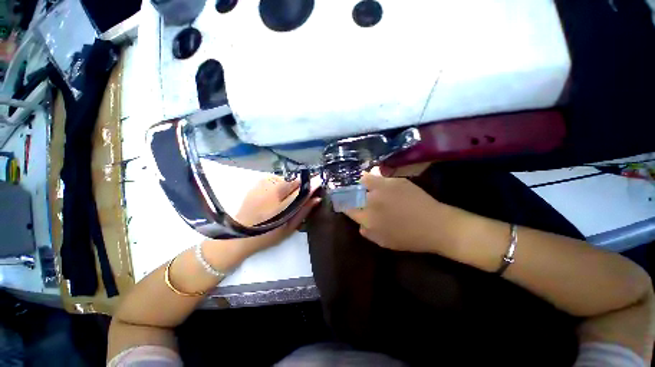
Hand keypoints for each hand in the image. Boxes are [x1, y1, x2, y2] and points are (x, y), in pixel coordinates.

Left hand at [232, 176, 320, 256]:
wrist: (239, 235)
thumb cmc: (267, 235)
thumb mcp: (289, 228)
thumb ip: (304, 211)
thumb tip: (317, 198)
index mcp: (280, 205)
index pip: (301, 190)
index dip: (311, 185)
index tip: (319, 183)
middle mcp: (271, 191)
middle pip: (293, 181)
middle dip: (300, 185)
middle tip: (301, 195)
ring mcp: (262, 185)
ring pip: (285, 179)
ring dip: (290, 185)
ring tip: (286, 197)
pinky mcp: (257, 183)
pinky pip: (275, 179)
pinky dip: (280, 184)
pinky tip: (276, 194)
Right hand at [344, 170, 459, 253]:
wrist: (435, 225)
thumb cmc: (409, 238)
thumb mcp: (384, 242)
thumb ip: (367, 232)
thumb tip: (360, 223)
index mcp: (368, 218)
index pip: (348, 207)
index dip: (344, 204)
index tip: (344, 202)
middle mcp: (371, 201)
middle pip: (353, 192)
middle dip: (351, 193)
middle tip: (354, 194)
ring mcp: (383, 188)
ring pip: (363, 180)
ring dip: (361, 183)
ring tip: (364, 185)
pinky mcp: (394, 181)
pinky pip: (378, 176)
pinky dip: (374, 178)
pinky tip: (378, 182)